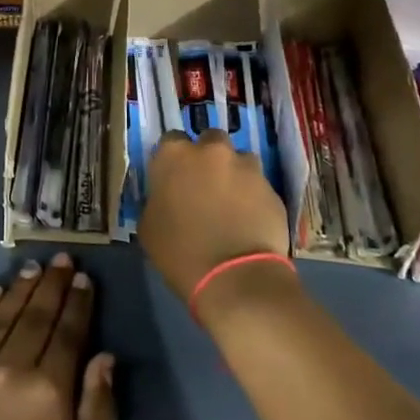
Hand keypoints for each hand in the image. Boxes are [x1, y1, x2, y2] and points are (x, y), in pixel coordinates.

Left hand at [0, 254, 116, 419]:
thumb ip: (97, 410)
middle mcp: (13, 368)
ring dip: (21, 289)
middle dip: (52, 284)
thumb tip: (104, 356)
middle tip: (61, 258)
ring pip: (4, 316)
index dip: (77, 303)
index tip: (83, 278)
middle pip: (37, 316)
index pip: (68, 333)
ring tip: (33, 268)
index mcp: (50, 391)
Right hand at [138, 130, 289, 300]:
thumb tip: (164, 196)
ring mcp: (246, 167)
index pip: (170, 140)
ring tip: (230, 203)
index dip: (173, 160)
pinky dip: (253, 197)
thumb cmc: (180, 252)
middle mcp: (212, 151)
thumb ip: (156, 199)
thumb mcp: (148, 226)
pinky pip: (258, 185)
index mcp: (174, 155)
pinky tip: (249, 220)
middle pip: (209, 141)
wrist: (235, 278)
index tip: (173, 178)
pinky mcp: (271, 188)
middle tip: (203, 186)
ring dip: (233, 174)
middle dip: (207, 158)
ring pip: (239, 160)